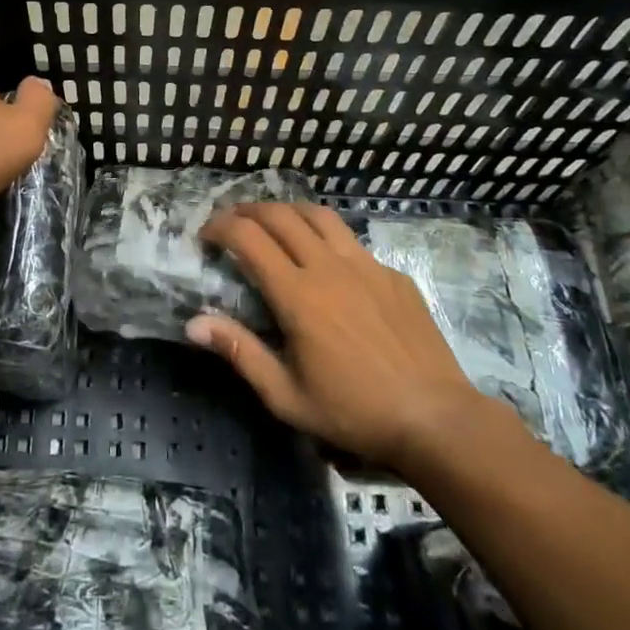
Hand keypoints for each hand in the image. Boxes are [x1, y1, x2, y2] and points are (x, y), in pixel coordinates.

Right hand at [187, 204, 496, 470]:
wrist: (436, 418)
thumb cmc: (354, 412)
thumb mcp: (287, 396)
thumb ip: (240, 352)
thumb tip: (193, 323)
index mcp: (298, 294)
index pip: (248, 238)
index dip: (220, 227)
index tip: (206, 236)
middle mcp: (329, 266)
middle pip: (280, 215)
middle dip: (248, 211)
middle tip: (231, 223)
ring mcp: (366, 264)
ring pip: (319, 215)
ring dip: (287, 212)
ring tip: (273, 223)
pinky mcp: (392, 274)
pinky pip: (351, 241)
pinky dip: (326, 238)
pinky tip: (327, 262)